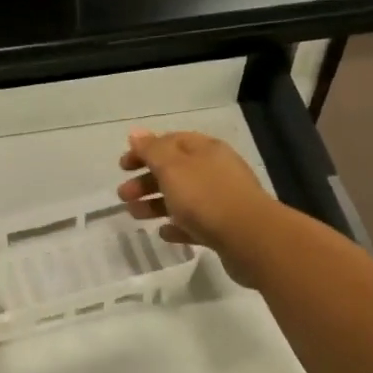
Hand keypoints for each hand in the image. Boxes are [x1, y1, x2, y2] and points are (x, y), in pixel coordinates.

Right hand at [117, 129, 279, 284]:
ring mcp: (222, 200)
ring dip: (156, 204)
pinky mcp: (225, 228)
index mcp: (205, 150)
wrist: (250, 238)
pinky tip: (164, 233)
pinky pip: (195, 223)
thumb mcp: (173, 167)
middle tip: (123, 195)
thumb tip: (136, 133)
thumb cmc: (206, 197)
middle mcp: (215, 170)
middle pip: (175, 171)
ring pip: (182, 198)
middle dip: (146, 180)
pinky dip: (177, 225)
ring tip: (135, 215)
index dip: (144, 151)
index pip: (170, 142)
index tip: (122, 166)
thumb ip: (152, 150)